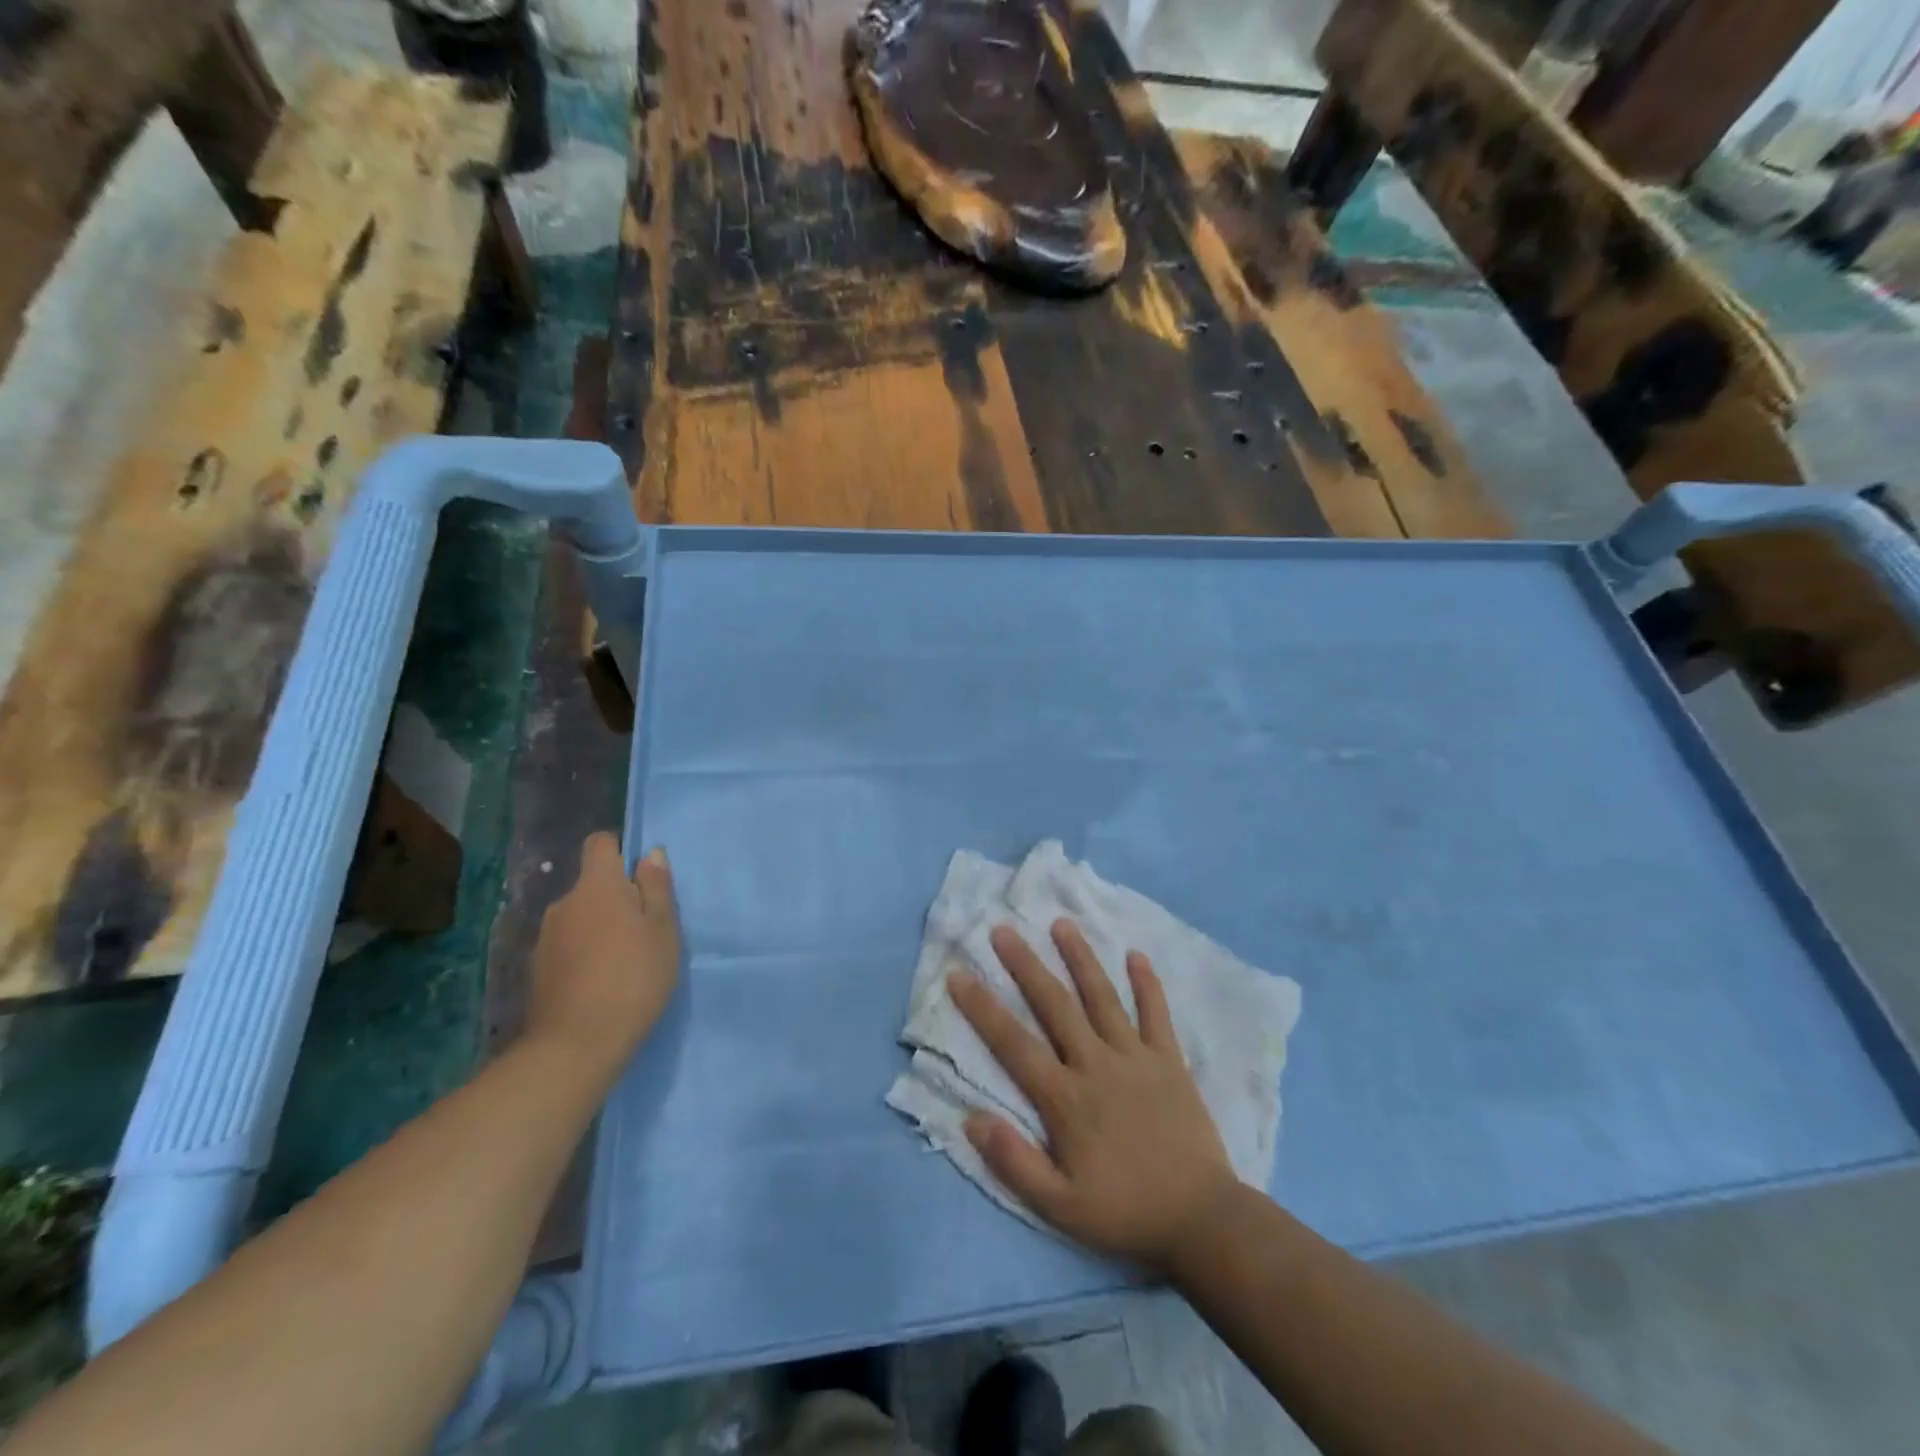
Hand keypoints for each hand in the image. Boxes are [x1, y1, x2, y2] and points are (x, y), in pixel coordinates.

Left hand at [525, 832, 680, 1073]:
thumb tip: (650, 853)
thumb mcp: (663, 930)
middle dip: (616, 898)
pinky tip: (600, 982)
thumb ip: (657, 888)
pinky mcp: (537, 969)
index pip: (600, 843)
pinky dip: (584, 953)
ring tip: (624, 961)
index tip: (642, 878)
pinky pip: (568, 945)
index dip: (620, 851)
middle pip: (592, 885)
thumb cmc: (633, 978)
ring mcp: (546, 937)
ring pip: (580, 917)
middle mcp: (565, 903)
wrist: (576, 1045)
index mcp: (597, 886)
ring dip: (600, 927)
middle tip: (644, 930)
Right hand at [949, 919, 1238, 1273]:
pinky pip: (1156, 1014)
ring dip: (1080, 958)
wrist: (1202, 1219)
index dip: (983, 1008)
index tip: (958, 975)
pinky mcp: (1169, 1060)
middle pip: (1055, 1005)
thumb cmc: (1125, 1212)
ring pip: (1102, 997)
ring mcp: (1136, 1057)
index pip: (1014, 1044)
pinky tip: (1136, 954)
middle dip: (1026, 965)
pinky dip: (1147, 984)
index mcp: (1066, 1098)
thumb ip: (1014, 1162)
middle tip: (1002, 930)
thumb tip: (971, 1118)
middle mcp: (1096, 1064)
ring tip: (1061, 924)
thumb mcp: (1060, 1207)